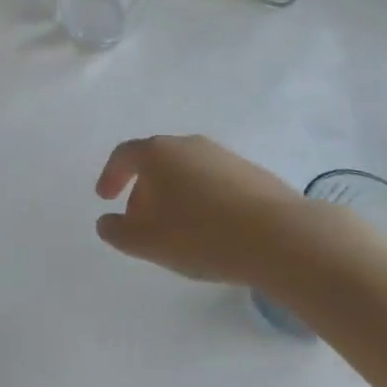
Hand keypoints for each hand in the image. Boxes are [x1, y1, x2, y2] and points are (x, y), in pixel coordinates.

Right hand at [94, 136, 305, 284]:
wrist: (282, 237)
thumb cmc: (203, 235)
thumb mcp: (148, 242)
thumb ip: (118, 232)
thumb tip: (106, 223)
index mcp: (158, 153)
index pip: (124, 155)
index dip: (111, 175)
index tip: (105, 198)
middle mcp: (188, 144)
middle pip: (156, 162)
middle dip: (144, 191)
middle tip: (141, 223)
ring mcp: (223, 156)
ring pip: (187, 172)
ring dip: (175, 197)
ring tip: (179, 231)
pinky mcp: (253, 173)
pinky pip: (214, 183)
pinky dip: (203, 201)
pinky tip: (213, 231)